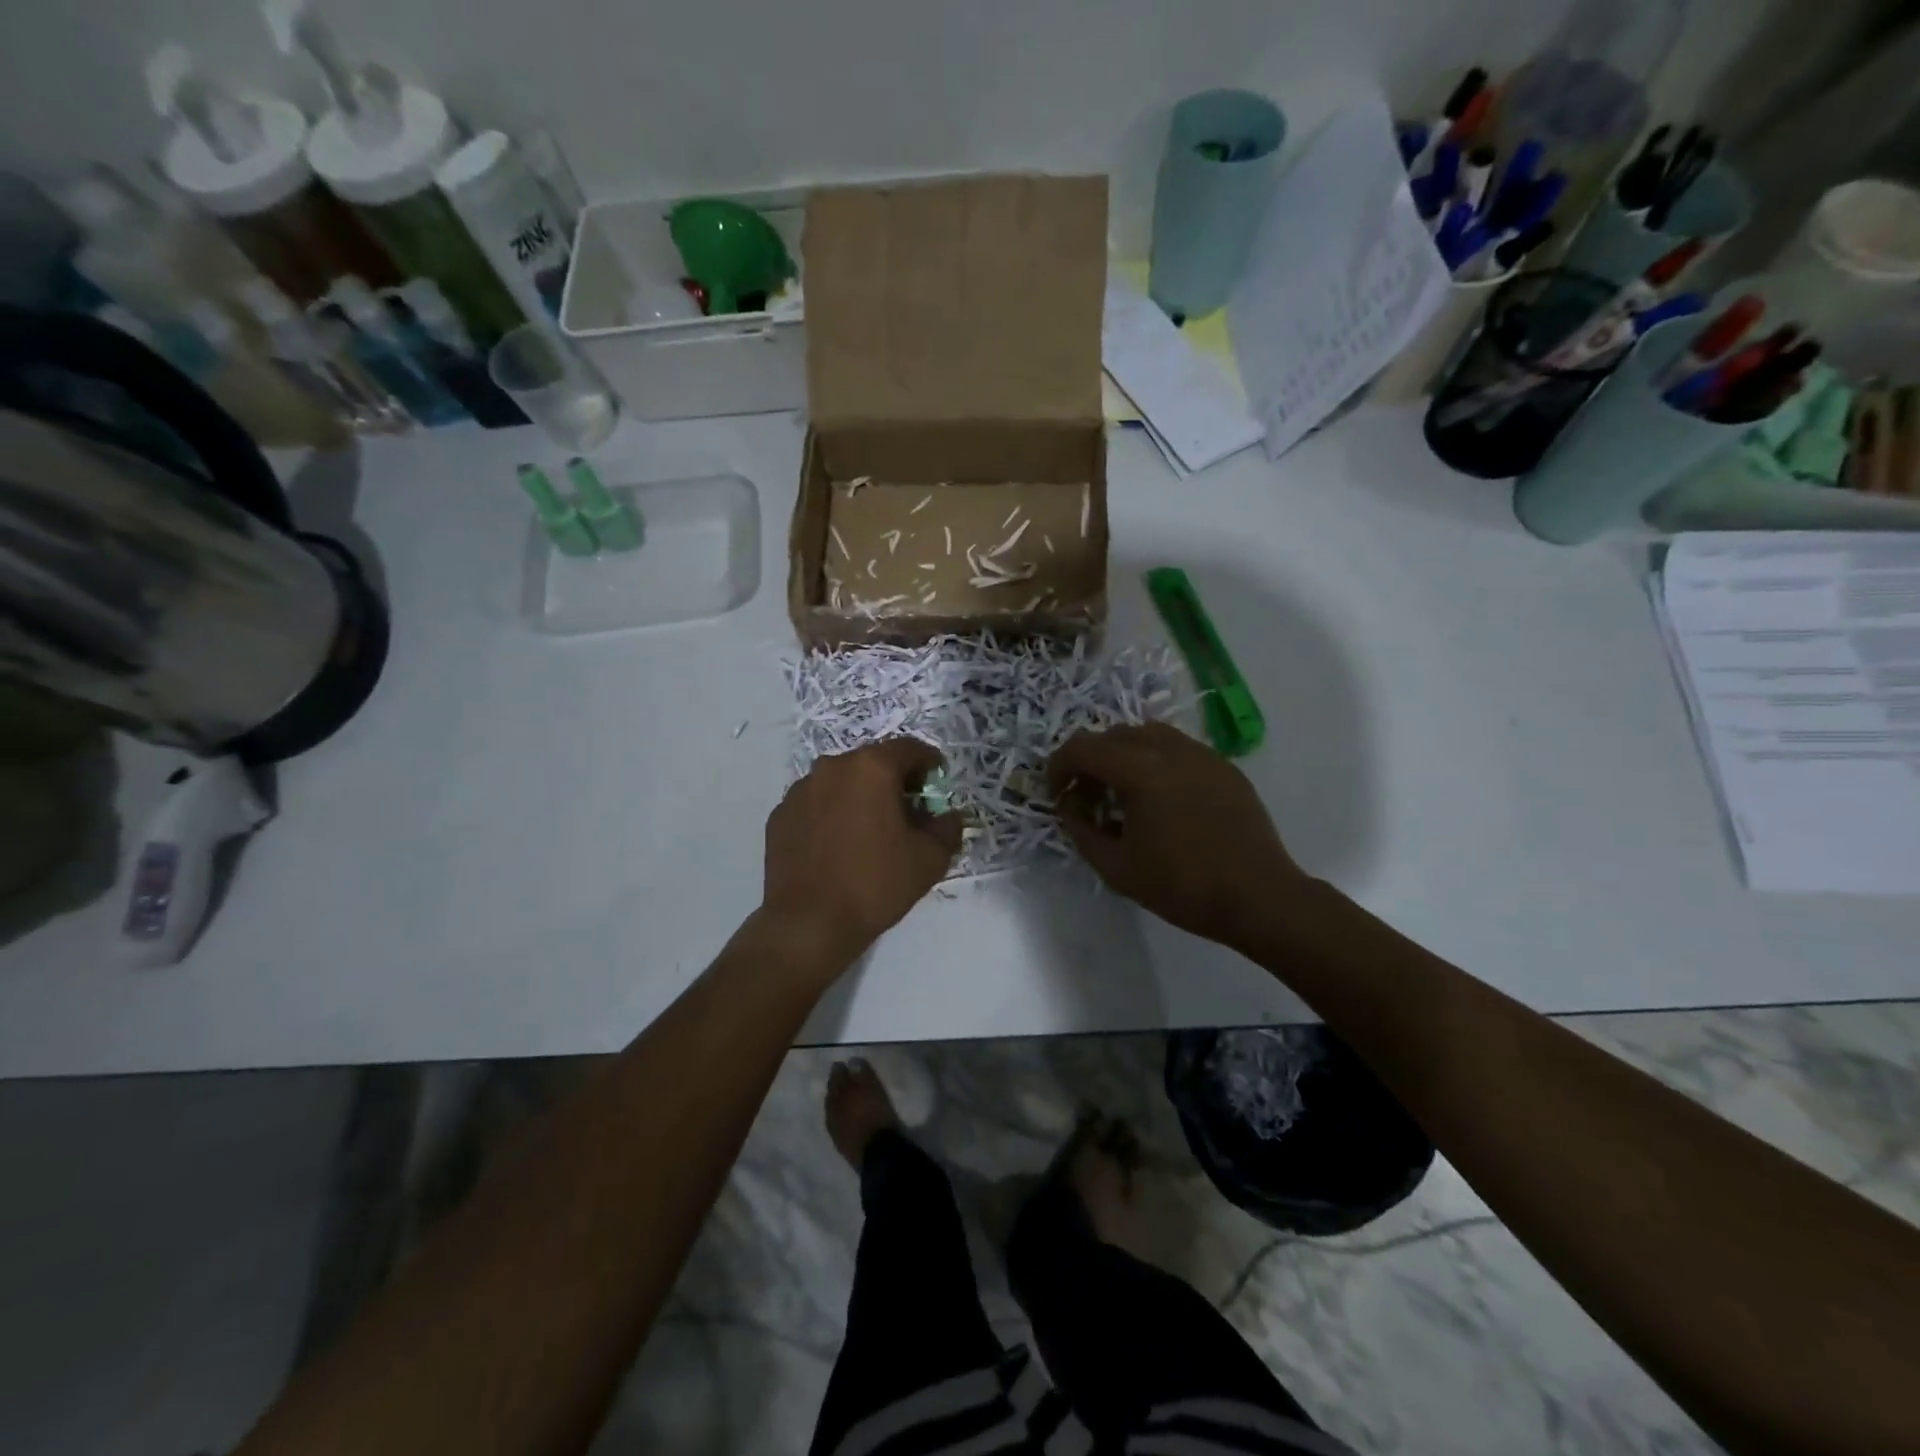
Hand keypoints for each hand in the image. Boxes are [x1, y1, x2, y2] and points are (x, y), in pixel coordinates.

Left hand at [761, 738, 962, 968]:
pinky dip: (831, 813)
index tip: (936, 781)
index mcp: (871, 768)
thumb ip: (947, 828)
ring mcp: (800, 790)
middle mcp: (832, 767)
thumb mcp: (929, 859)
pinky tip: (837, 845)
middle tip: (907, 809)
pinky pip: (815, 803)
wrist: (809, 923)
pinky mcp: (780, 815)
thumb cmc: (875, 884)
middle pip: (872, 762)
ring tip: (869, 829)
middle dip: (893, 779)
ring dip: (859, 795)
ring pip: (841, 781)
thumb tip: (948, 816)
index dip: (928, 762)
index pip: (909, 749)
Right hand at [1049, 723, 1311, 950]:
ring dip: (1124, 756)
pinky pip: (1178, 749)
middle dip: (1090, 760)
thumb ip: (1082, 831)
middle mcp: (1170, 749)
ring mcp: (1202, 754)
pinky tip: (1161, 800)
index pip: (1083, 747)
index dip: (1059, 766)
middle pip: (1114, 735)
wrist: (1259, 897)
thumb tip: (1070, 808)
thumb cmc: (1182, 885)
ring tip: (1122, 794)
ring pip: (1148, 736)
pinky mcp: (1224, 767)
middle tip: (1086, 797)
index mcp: (1140, 769)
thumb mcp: (1116, 868)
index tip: (1056, 792)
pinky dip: (1156, 763)